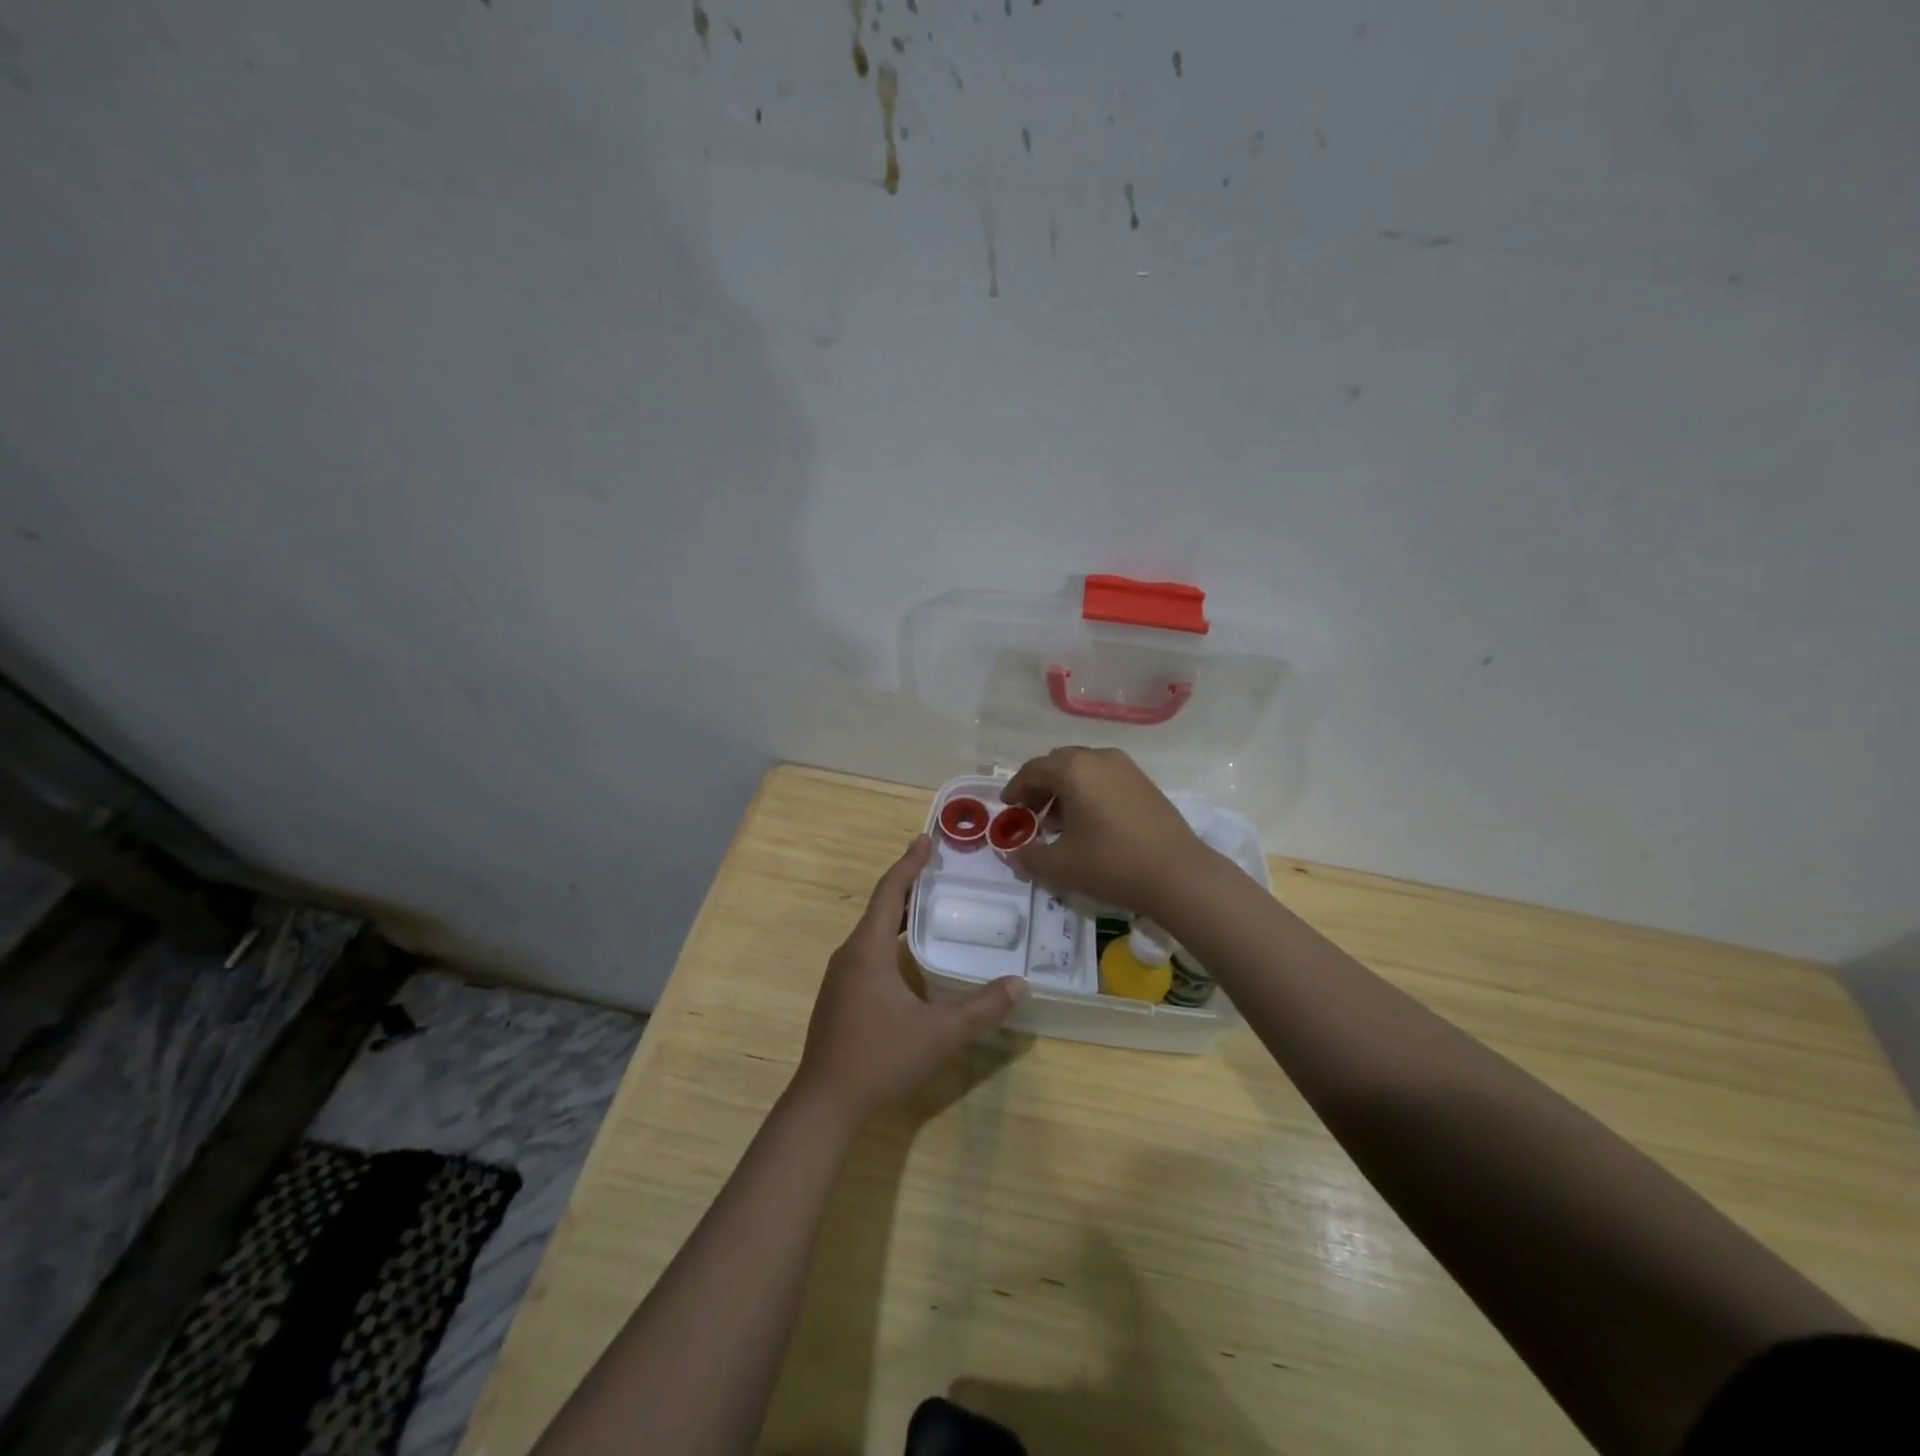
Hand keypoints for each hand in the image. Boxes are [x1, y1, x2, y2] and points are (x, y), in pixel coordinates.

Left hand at [793, 835, 1026, 1125]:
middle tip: (938, 869)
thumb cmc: (880, 1059)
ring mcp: (840, 977)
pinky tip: (909, 954)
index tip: (925, 839)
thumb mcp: (939, 1034)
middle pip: (880, 907)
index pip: (890, 892)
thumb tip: (1020, 984)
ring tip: (929, 905)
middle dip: (908, 884)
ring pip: (872, 931)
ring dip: (899, 913)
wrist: (825, 1103)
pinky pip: (867, 951)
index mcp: (867, 950)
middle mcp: (849, 954)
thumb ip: (982, 1008)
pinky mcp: (839, 996)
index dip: (909, 863)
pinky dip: (890, 937)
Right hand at [1001, 746, 1211, 916]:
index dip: (1015, 789)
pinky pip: (1105, 778)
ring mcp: (1126, 768)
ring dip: (1065, 791)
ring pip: (1084, 770)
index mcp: (1073, 769)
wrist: (1178, 875)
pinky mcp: (1145, 783)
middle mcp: (1099, 758)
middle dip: (1040, 788)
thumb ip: (1028, 856)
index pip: (1033, 770)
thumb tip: (1014, 853)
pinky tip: (1091, 824)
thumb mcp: (1059, 866)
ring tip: (1060, 824)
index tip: (1007, 808)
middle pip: (1058, 764)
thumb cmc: (1111, 864)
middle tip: (1031, 815)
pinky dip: (1089, 793)